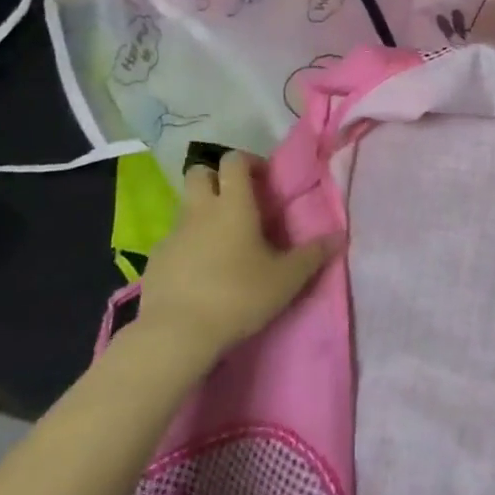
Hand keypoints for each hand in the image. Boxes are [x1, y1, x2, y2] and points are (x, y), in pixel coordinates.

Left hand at [138, 151, 334, 357]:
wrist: (176, 334)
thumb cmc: (238, 296)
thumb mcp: (286, 279)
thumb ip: (313, 255)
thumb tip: (340, 236)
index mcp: (233, 204)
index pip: (233, 160)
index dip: (248, 163)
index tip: (263, 180)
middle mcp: (199, 210)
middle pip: (199, 173)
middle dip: (217, 178)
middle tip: (238, 202)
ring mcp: (172, 234)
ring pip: (185, 207)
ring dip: (202, 214)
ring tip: (222, 243)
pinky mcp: (155, 260)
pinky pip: (173, 241)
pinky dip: (187, 246)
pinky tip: (199, 274)